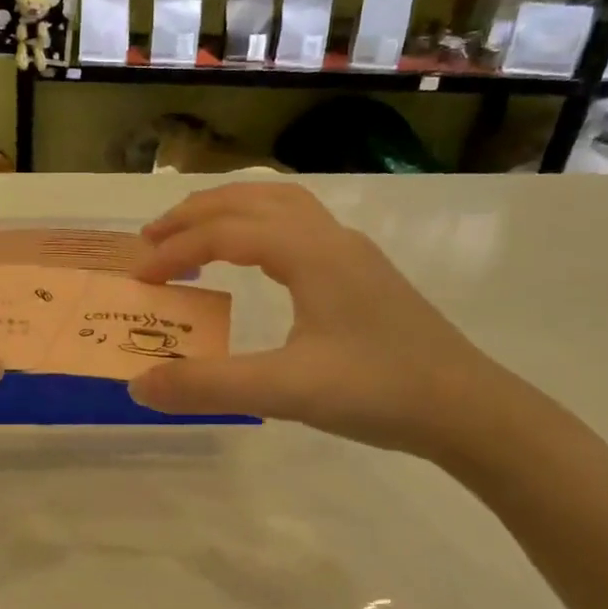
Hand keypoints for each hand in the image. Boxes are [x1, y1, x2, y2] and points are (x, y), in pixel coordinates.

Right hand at [128, 184, 511, 458]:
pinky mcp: (363, 275)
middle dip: (195, 213)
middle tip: (151, 240)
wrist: (468, 410)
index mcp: (311, 253)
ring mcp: (352, 254)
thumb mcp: (286, 391)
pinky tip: (255, 262)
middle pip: (251, 199)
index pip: (225, 232)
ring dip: (229, 212)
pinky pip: (299, 227)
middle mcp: (330, 238)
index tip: (139, 279)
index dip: (175, 250)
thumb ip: (208, 386)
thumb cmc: (379, 391)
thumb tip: (139, 385)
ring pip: (280, 205)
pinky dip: (258, 227)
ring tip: (194, 237)